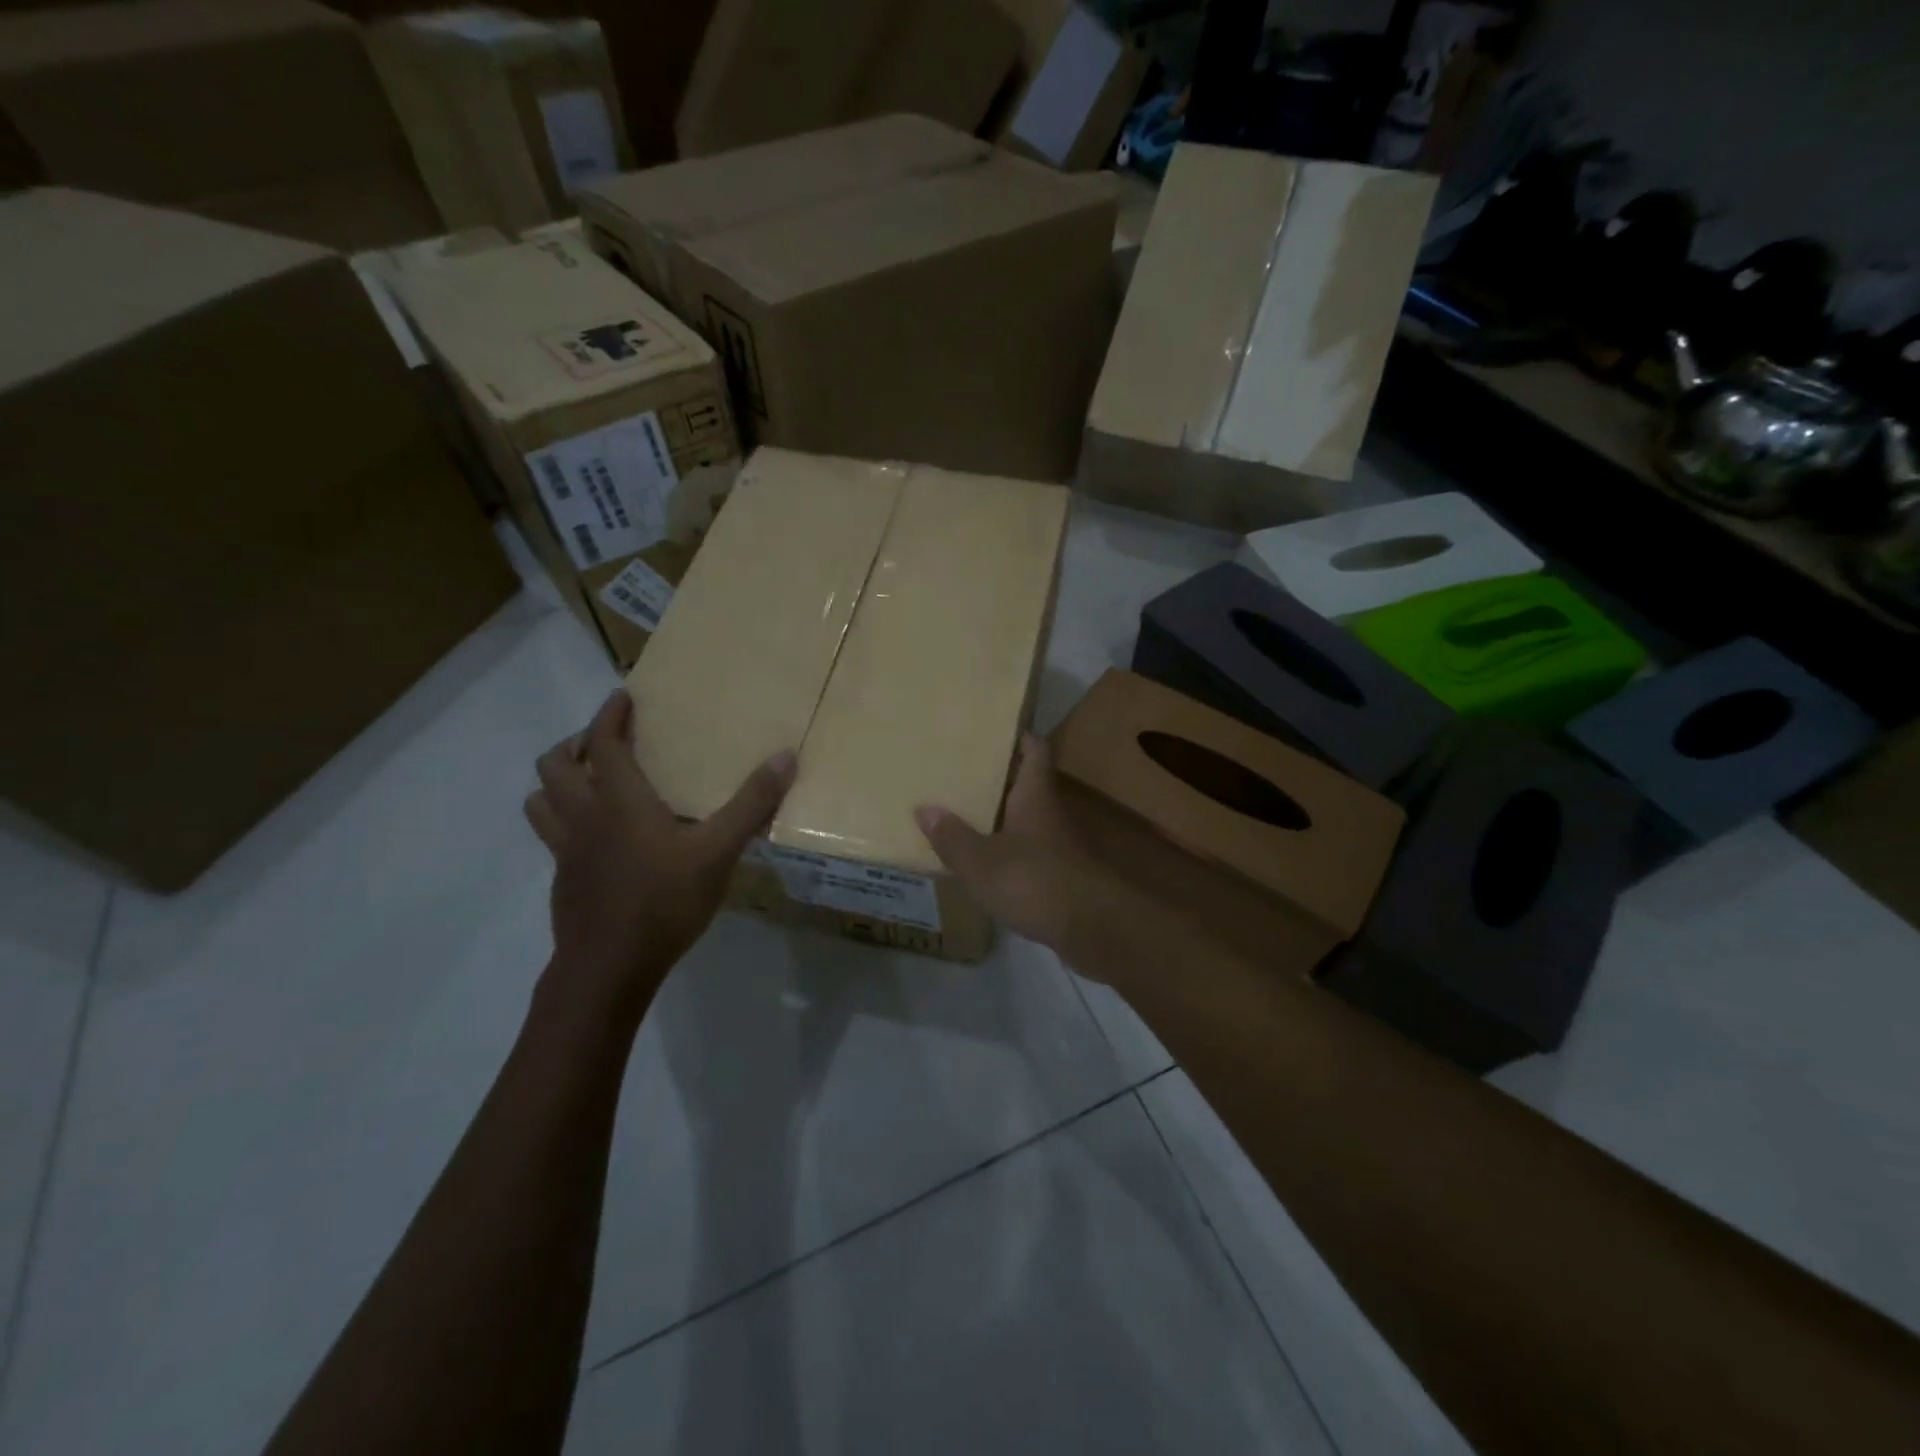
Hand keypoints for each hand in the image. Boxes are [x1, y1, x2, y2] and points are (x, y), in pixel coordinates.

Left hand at [525, 690, 795, 1025]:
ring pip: (540, 800)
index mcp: (618, 801)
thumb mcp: (719, 852)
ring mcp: (565, 850)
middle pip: (555, 765)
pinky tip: (598, 838)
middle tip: (607, 743)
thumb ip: (751, 804)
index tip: (623, 697)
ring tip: (590, 783)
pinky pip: (551, 834)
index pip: (602, 742)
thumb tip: (786, 757)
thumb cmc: (664, 902)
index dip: (610, 715)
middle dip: (576, 744)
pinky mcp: (563, 879)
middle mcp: (583, 817)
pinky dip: (565, 819)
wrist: (609, 969)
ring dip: (559, 781)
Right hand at [914, 734, 1114, 955]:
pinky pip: (1029, 851)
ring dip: (1001, 816)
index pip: (1035, 751)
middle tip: (961, 773)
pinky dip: (1008, 850)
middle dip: (999, 778)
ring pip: (1027, 820)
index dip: (1020, 738)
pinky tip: (984, 861)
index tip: (995, 731)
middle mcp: (1050, 813)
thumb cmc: (1034, 881)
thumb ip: (952, 836)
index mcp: (1035, 796)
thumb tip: (924, 808)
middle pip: (1027, 785)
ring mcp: (1059, 846)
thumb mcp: (981, 861)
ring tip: (963, 814)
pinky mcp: (1060, 875)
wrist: (1092, 928)